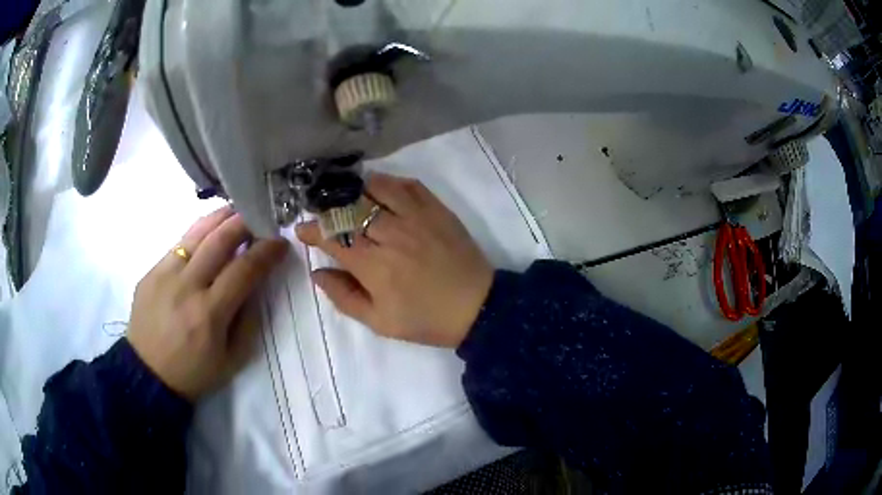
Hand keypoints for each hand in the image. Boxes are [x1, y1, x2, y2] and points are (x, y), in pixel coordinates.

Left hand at [127, 206, 287, 400]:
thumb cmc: (194, 373)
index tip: (280, 243)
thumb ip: (248, 319)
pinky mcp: (150, 272)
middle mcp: (186, 286)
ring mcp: (164, 275)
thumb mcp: (232, 359)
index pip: (244, 269)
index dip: (266, 252)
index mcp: (209, 314)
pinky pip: (179, 245)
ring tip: (236, 212)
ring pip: (196, 233)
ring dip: (220, 218)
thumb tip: (255, 283)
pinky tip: (207, 236)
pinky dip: (198, 235)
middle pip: (219, 240)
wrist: (148, 375)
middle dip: (245, 223)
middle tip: (259, 219)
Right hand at [297, 173, 493, 347]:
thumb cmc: (425, 319)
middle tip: (321, 212)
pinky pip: (407, 184)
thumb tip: (317, 273)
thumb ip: (344, 297)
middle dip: (327, 207)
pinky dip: (388, 182)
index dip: (312, 230)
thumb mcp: (380, 322)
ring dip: (355, 189)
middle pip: (349, 207)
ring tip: (346, 197)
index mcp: (374, 265)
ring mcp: (416, 217)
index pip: (332, 236)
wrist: (477, 307)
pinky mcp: (436, 209)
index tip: (302, 230)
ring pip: (375, 188)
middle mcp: (391, 234)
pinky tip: (380, 190)